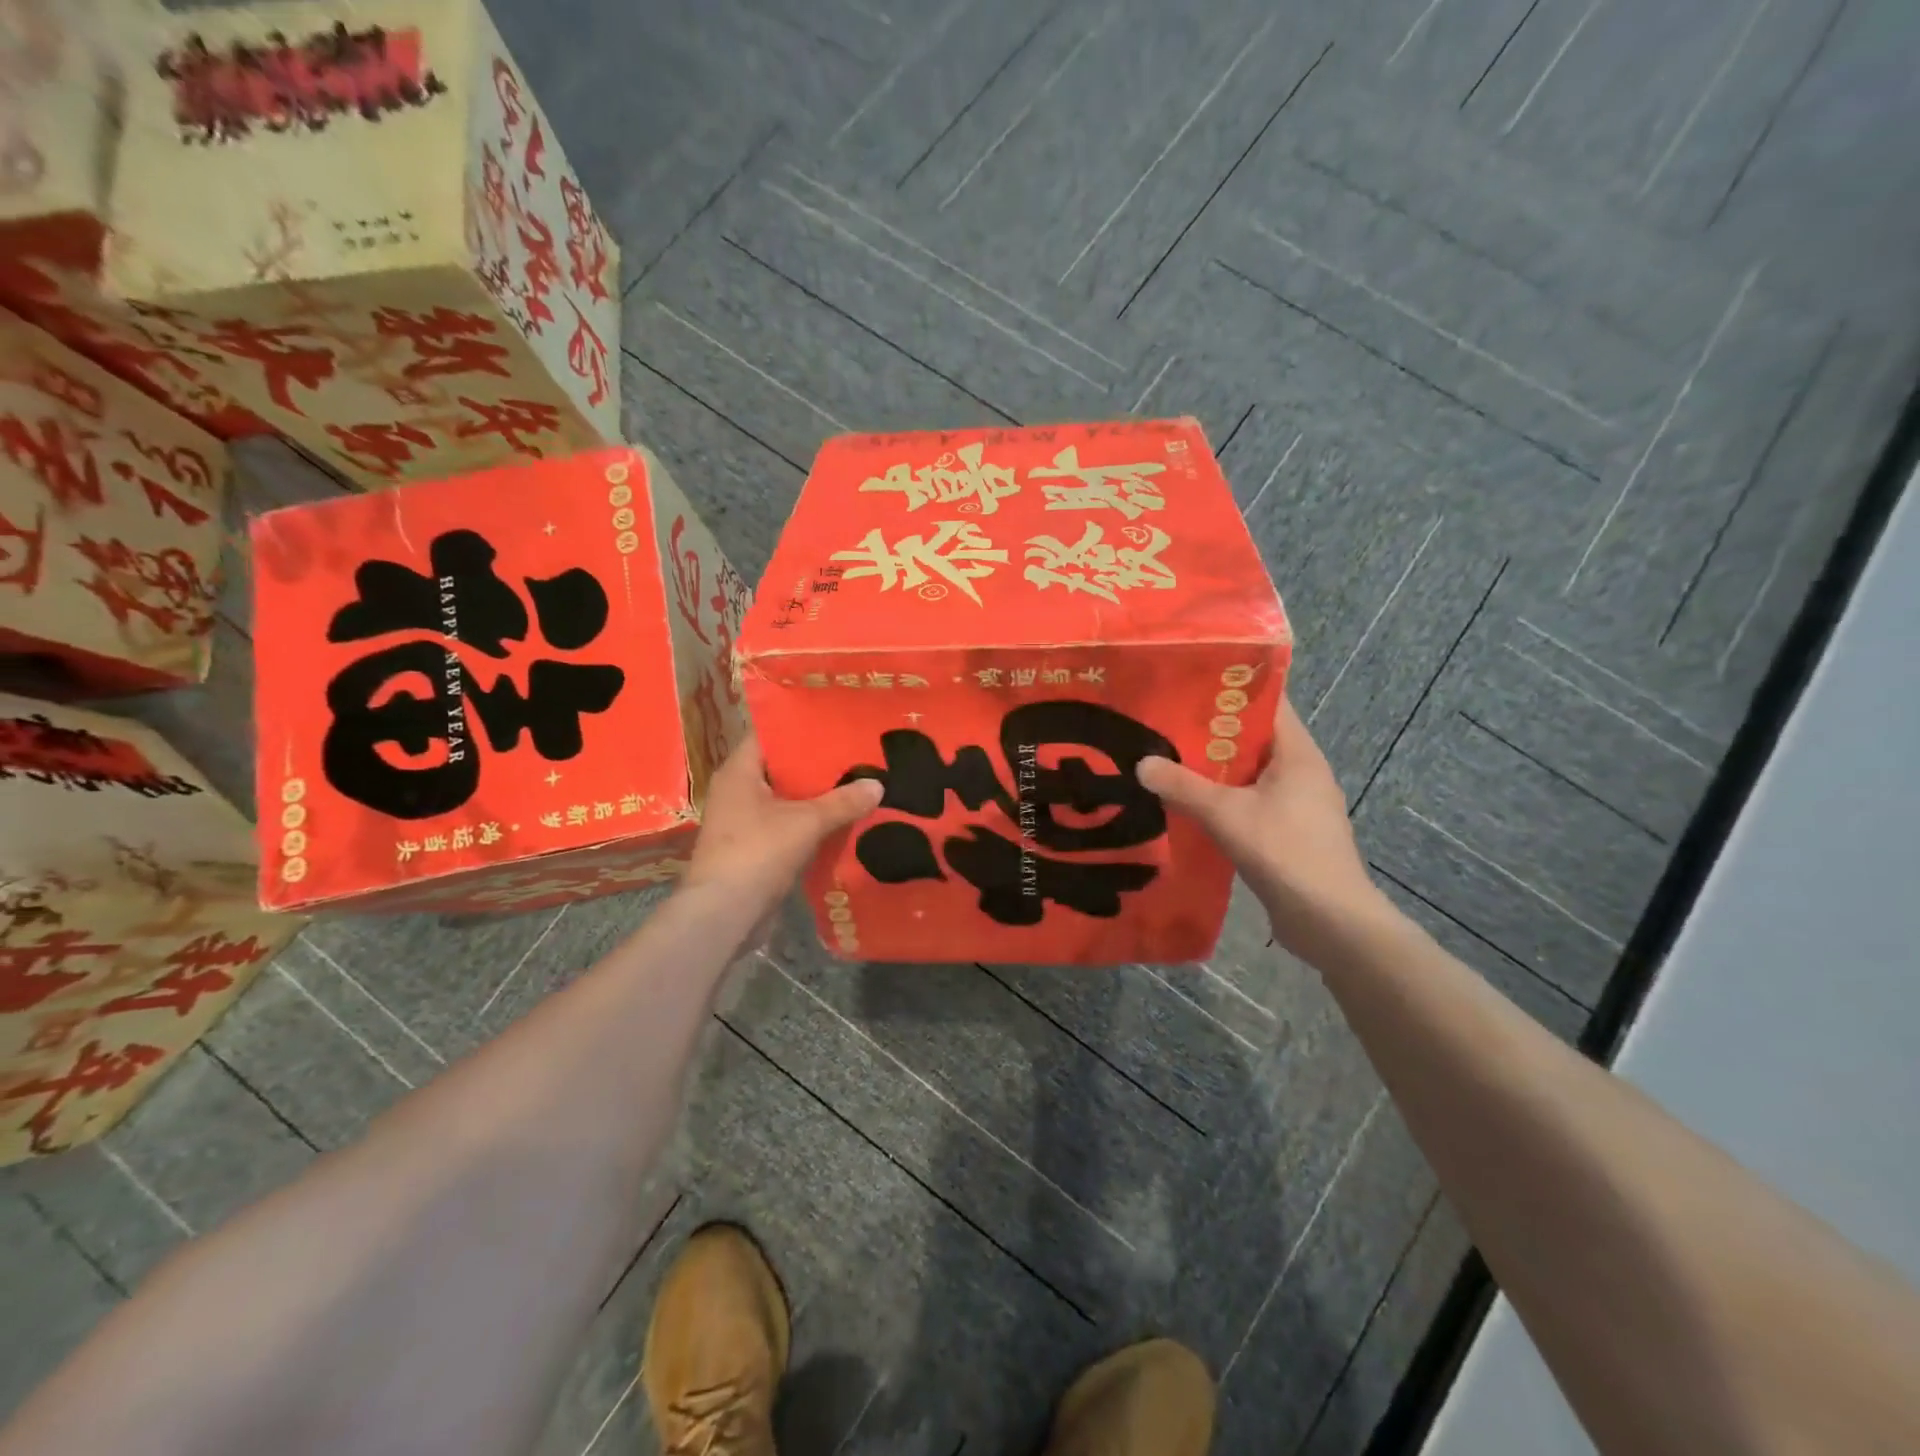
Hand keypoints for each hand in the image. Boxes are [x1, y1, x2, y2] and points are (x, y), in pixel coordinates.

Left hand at [683, 733, 883, 911]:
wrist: (725, 913)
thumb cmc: (759, 852)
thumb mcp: (807, 822)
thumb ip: (843, 801)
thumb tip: (878, 784)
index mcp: (739, 771)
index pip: (769, 734)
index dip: (801, 727)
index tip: (835, 724)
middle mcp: (736, 791)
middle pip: (781, 768)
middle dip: (816, 765)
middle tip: (854, 755)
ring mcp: (742, 821)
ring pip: (785, 799)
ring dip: (815, 797)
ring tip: (855, 786)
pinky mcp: (752, 848)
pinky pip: (786, 825)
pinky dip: (809, 824)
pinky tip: (840, 823)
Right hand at [1137, 696, 1387, 957]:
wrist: (1330, 922)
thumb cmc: (1285, 852)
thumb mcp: (1226, 814)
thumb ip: (1182, 787)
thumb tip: (1141, 763)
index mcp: (1298, 754)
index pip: (1268, 703)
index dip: (1231, 689)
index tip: (1189, 681)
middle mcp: (1301, 772)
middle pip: (1253, 739)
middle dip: (1210, 732)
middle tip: (1163, 722)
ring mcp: (1297, 805)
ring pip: (1248, 774)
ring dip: (1213, 770)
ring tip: (1166, 760)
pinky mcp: (1287, 834)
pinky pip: (1249, 803)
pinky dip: (1221, 800)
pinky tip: (1186, 806)